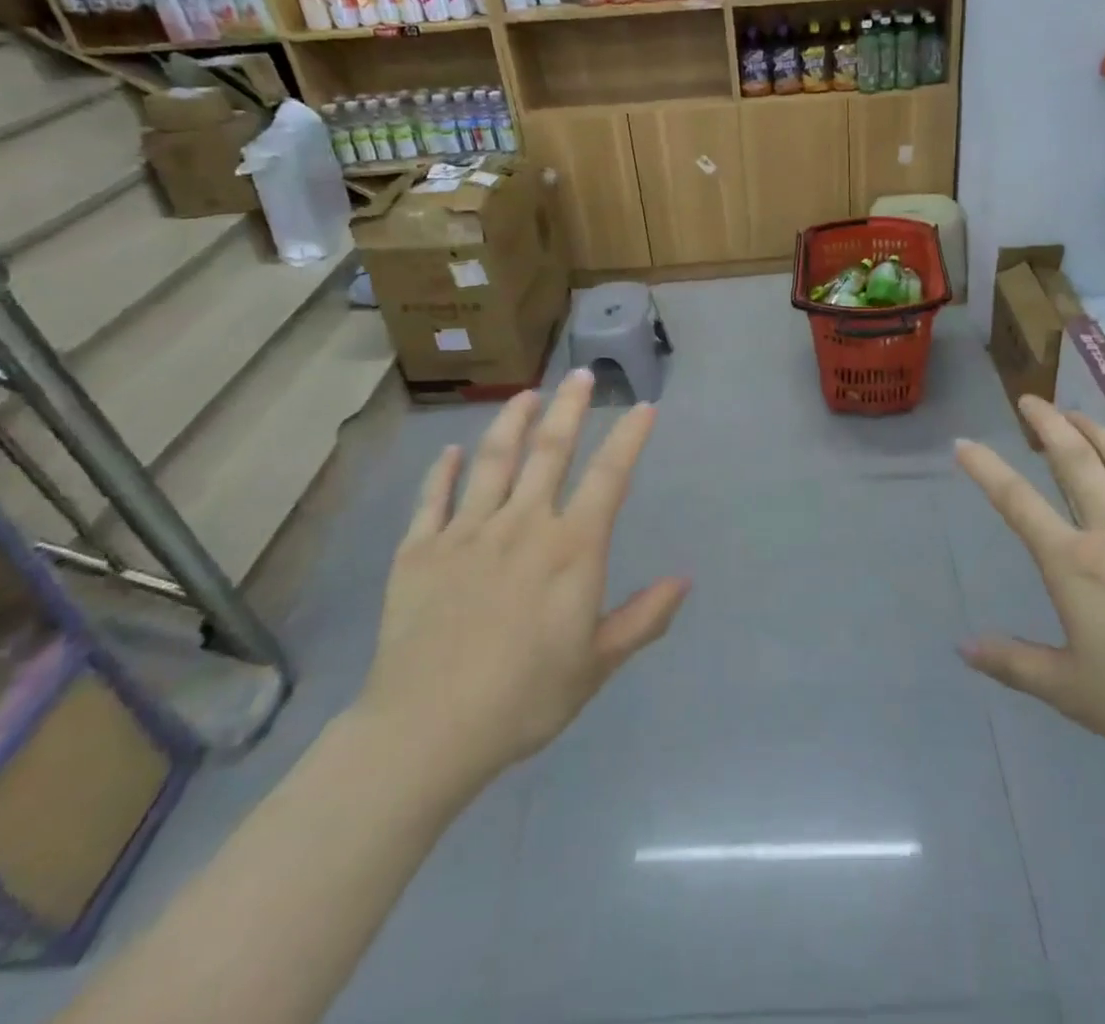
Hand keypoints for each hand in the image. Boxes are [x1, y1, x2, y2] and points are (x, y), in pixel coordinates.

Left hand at [350, 369, 689, 804]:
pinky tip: (450, 451)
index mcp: (570, 549)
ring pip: (493, 461)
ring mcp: (466, 532)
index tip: (643, 407)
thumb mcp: (597, 664)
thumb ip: (643, 617)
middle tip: (580, 374)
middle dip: (569, 408)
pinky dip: (443, 471)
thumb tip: (685, 579)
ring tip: (526, 393)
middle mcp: (522, 524)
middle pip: (549, 451)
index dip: (629, 438)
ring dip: (511, 422)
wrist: (427, 730)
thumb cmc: (525, 698)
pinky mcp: (420, 550)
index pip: (609, 477)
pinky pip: (433, 498)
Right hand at [955, 396, 1104, 779]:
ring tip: (1082, 415)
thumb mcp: (1070, 691)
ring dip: (1102, 434)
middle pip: (1077, 462)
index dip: (986, 469)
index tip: (963, 443)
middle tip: (1031, 400)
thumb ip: (1013, 663)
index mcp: (1075, 563)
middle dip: (1049, 424)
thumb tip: (963, 647)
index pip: (1018, 502)